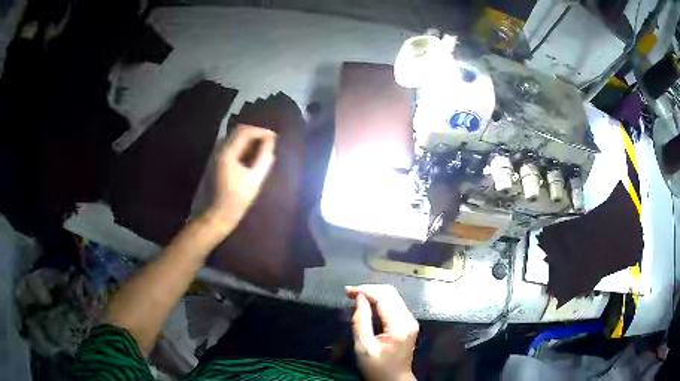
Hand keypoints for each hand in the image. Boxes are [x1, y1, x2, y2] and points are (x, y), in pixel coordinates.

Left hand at [206, 124, 275, 232]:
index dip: (261, 131)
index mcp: (227, 153)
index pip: (245, 132)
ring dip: (249, 140)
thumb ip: (264, 159)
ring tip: (262, 148)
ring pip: (234, 138)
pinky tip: (251, 156)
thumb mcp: (254, 180)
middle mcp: (219, 149)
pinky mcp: (216, 162)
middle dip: (255, 133)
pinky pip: (231, 147)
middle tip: (269, 141)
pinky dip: (242, 147)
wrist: (216, 215)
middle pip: (238, 132)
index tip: (274, 138)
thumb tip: (270, 143)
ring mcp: (216, 155)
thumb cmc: (236, 200)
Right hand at [346, 285, 418, 380]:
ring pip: (393, 297)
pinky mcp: (408, 323)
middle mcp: (409, 319)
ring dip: (374, 295)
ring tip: (355, 299)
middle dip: (369, 290)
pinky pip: (394, 305)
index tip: (347, 291)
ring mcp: (410, 320)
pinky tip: (367, 307)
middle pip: (390, 293)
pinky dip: (379, 302)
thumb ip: (361, 320)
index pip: (384, 297)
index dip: (365, 290)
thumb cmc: (377, 368)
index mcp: (399, 325)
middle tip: (349, 294)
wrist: (394, 380)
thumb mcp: (363, 347)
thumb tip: (359, 298)